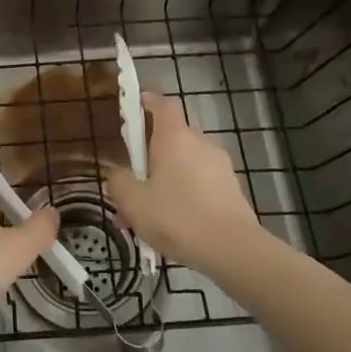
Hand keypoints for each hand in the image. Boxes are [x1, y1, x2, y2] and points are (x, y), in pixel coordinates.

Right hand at [105, 92, 258, 271]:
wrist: (233, 249)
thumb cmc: (177, 216)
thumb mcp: (132, 201)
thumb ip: (118, 182)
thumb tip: (117, 175)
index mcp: (175, 136)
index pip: (162, 104)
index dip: (146, 101)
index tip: (132, 107)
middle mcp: (200, 143)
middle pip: (171, 137)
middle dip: (148, 156)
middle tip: (131, 183)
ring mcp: (219, 166)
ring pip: (184, 165)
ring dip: (164, 181)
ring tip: (146, 216)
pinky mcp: (231, 189)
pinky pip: (199, 183)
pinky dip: (182, 196)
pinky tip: (171, 227)